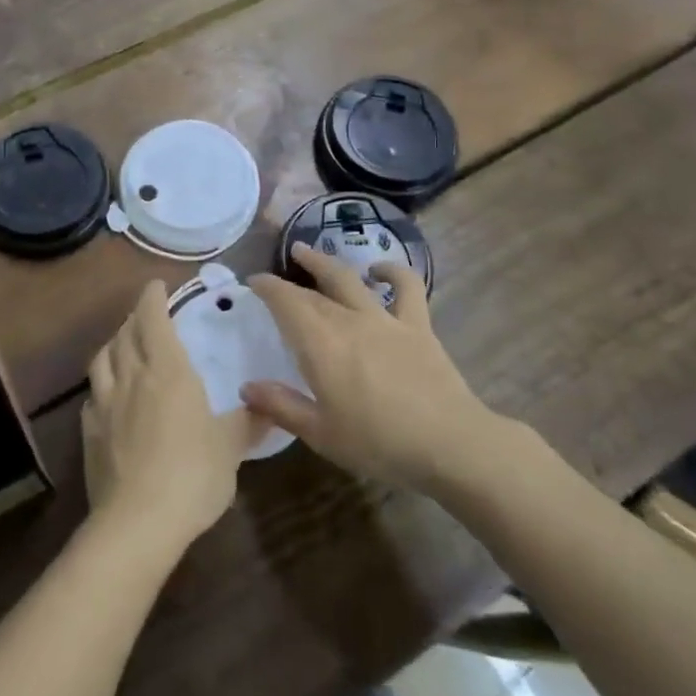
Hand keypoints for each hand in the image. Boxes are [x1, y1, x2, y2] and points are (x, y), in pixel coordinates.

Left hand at [83, 280, 257, 549]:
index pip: (152, 317)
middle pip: (126, 333)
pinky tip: (109, 398)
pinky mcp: (89, 432)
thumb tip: (269, 407)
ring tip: (123, 347)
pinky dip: (101, 386)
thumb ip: (248, 422)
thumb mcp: (230, 447)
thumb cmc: (192, 474)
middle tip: (146, 315)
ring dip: (114, 345)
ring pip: (102, 359)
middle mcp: (131, 376)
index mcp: (166, 369)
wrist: (137, 522)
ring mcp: (105, 403)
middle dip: (135, 317)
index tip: (156, 285)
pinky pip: (93, 396)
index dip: (152, 297)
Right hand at [243, 245, 506, 494]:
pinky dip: (392, 272)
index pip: (286, 302)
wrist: (449, 443)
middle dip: (291, 279)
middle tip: (277, 272)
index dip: (267, 287)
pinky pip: (406, 287)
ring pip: (349, 278)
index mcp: (320, 344)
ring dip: (326, 262)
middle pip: (313, 291)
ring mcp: (384, 318)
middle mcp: (348, 320)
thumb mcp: (321, 434)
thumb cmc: (378, 443)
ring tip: (309, 252)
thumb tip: (246, 387)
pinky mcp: (416, 324)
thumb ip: (281, 406)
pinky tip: (379, 270)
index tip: (253, 281)